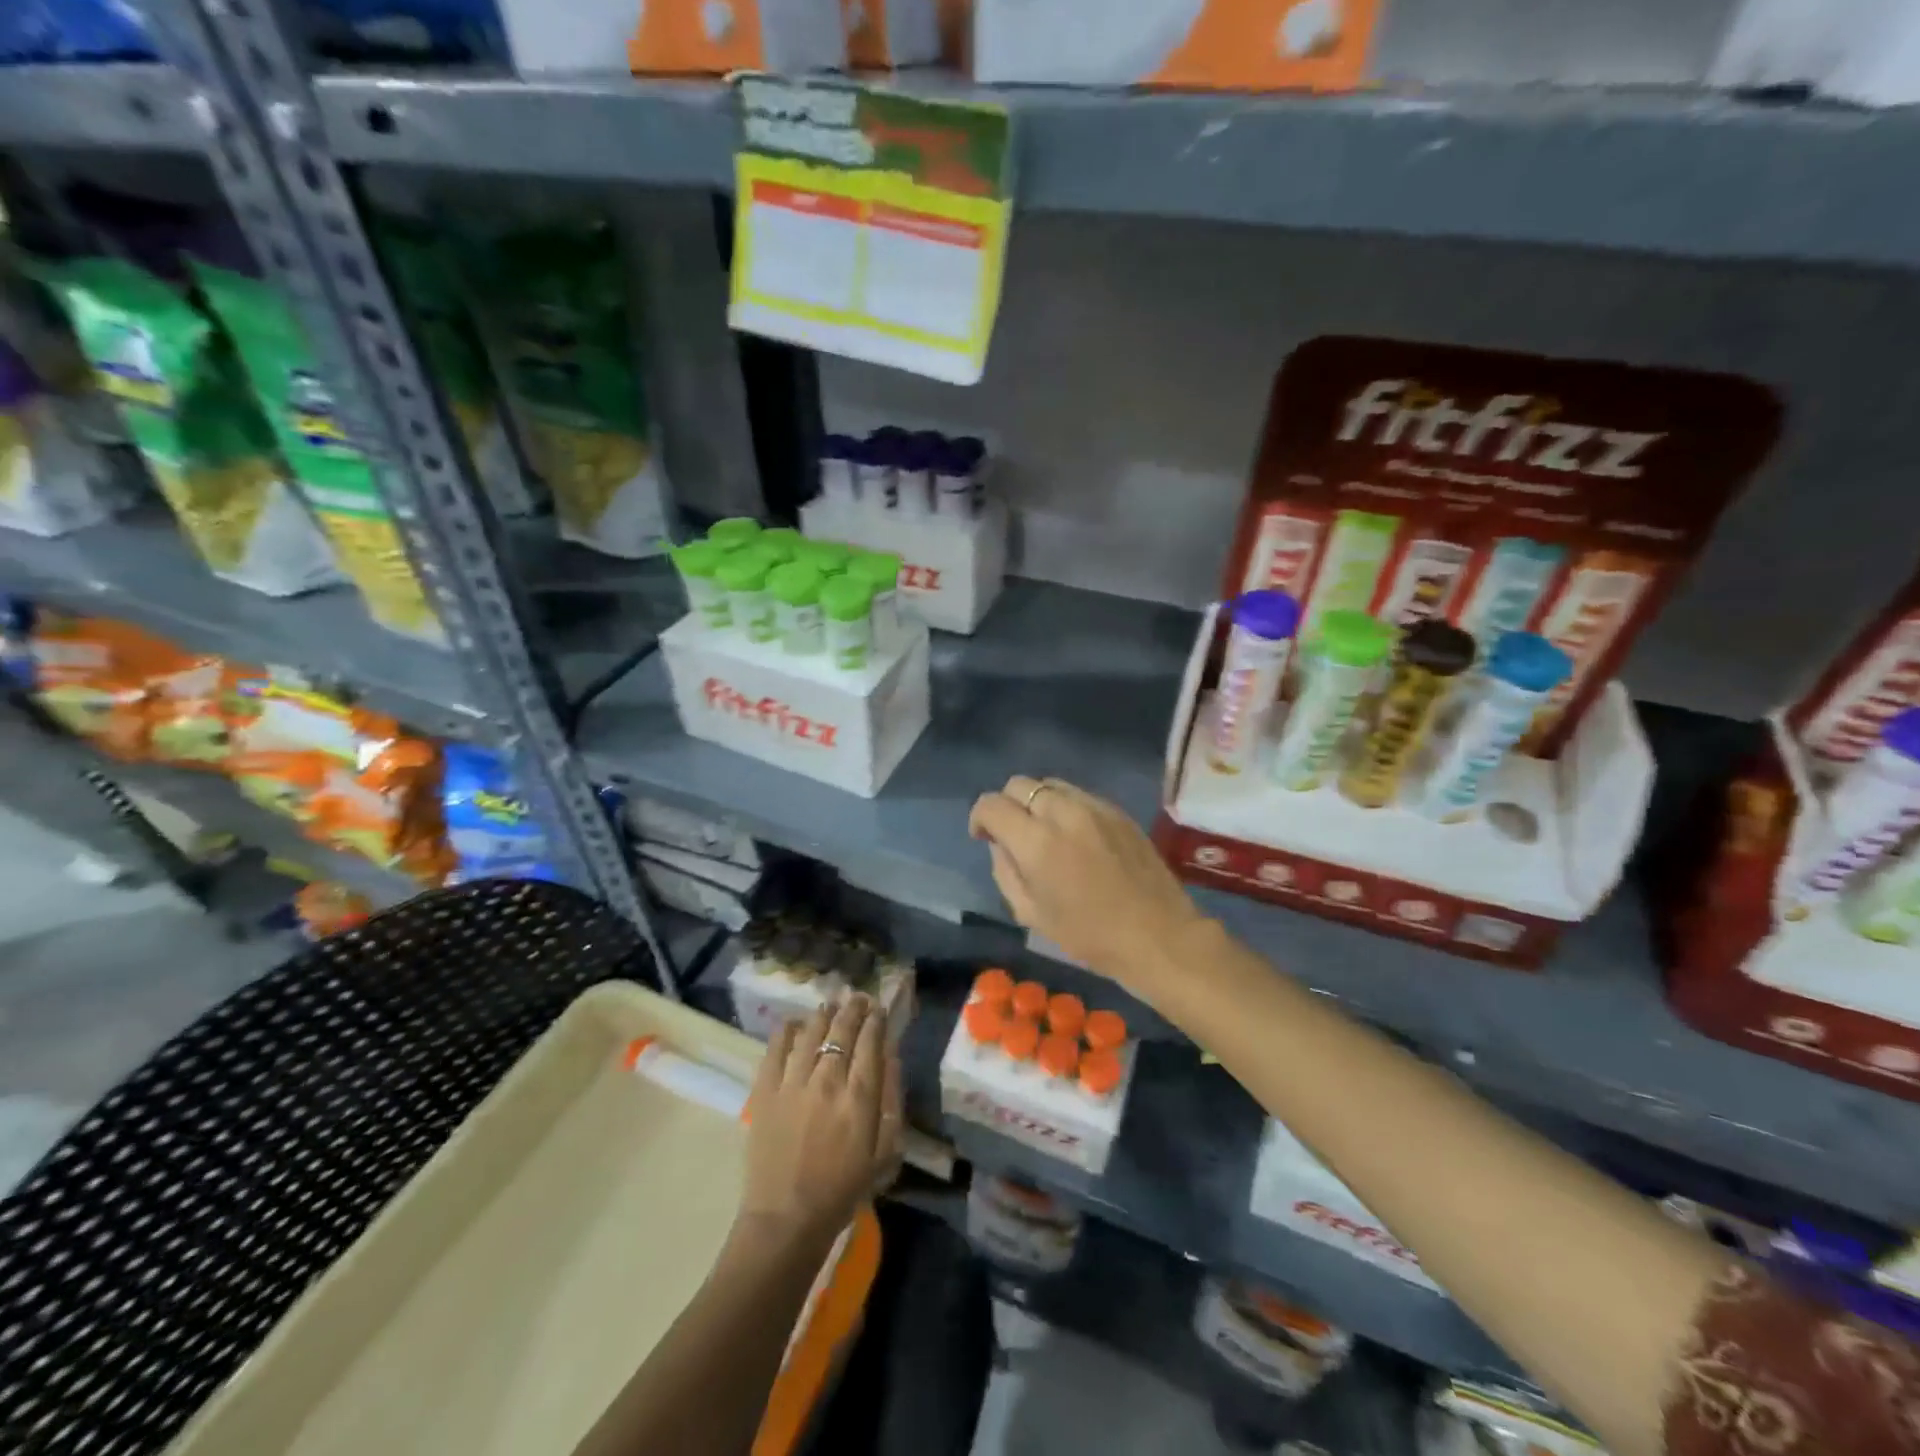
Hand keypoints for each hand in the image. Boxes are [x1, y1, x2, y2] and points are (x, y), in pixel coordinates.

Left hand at [738, 996, 902, 1247]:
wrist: (786, 1221)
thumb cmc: (842, 1191)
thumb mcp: (884, 1152)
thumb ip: (890, 1101)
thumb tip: (890, 1059)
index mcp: (859, 1097)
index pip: (870, 1042)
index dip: (876, 1020)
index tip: (879, 1009)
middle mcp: (827, 1081)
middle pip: (841, 1030)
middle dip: (853, 1009)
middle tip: (857, 998)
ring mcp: (792, 1083)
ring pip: (810, 1032)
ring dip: (823, 1014)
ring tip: (830, 1005)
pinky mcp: (764, 1092)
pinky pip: (775, 1049)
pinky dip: (786, 1031)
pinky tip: (794, 1024)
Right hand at [968, 775, 1208, 998]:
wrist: (1158, 935)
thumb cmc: (1089, 936)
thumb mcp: (1031, 914)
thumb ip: (1005, 871)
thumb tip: (1000, 844)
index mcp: (1036, 842)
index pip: (992, 805)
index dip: (980, 818)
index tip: (983, 837)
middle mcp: (1062, 812)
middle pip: (1019, 784)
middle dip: (1008, 805)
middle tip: (1013, 835)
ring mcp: (1094, 807)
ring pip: (1050, 784)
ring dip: (1037, 802)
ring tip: (1045, 832)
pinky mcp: (1117, 810)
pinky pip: (1079, 795)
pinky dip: (1065, 807)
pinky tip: (1076, 836)